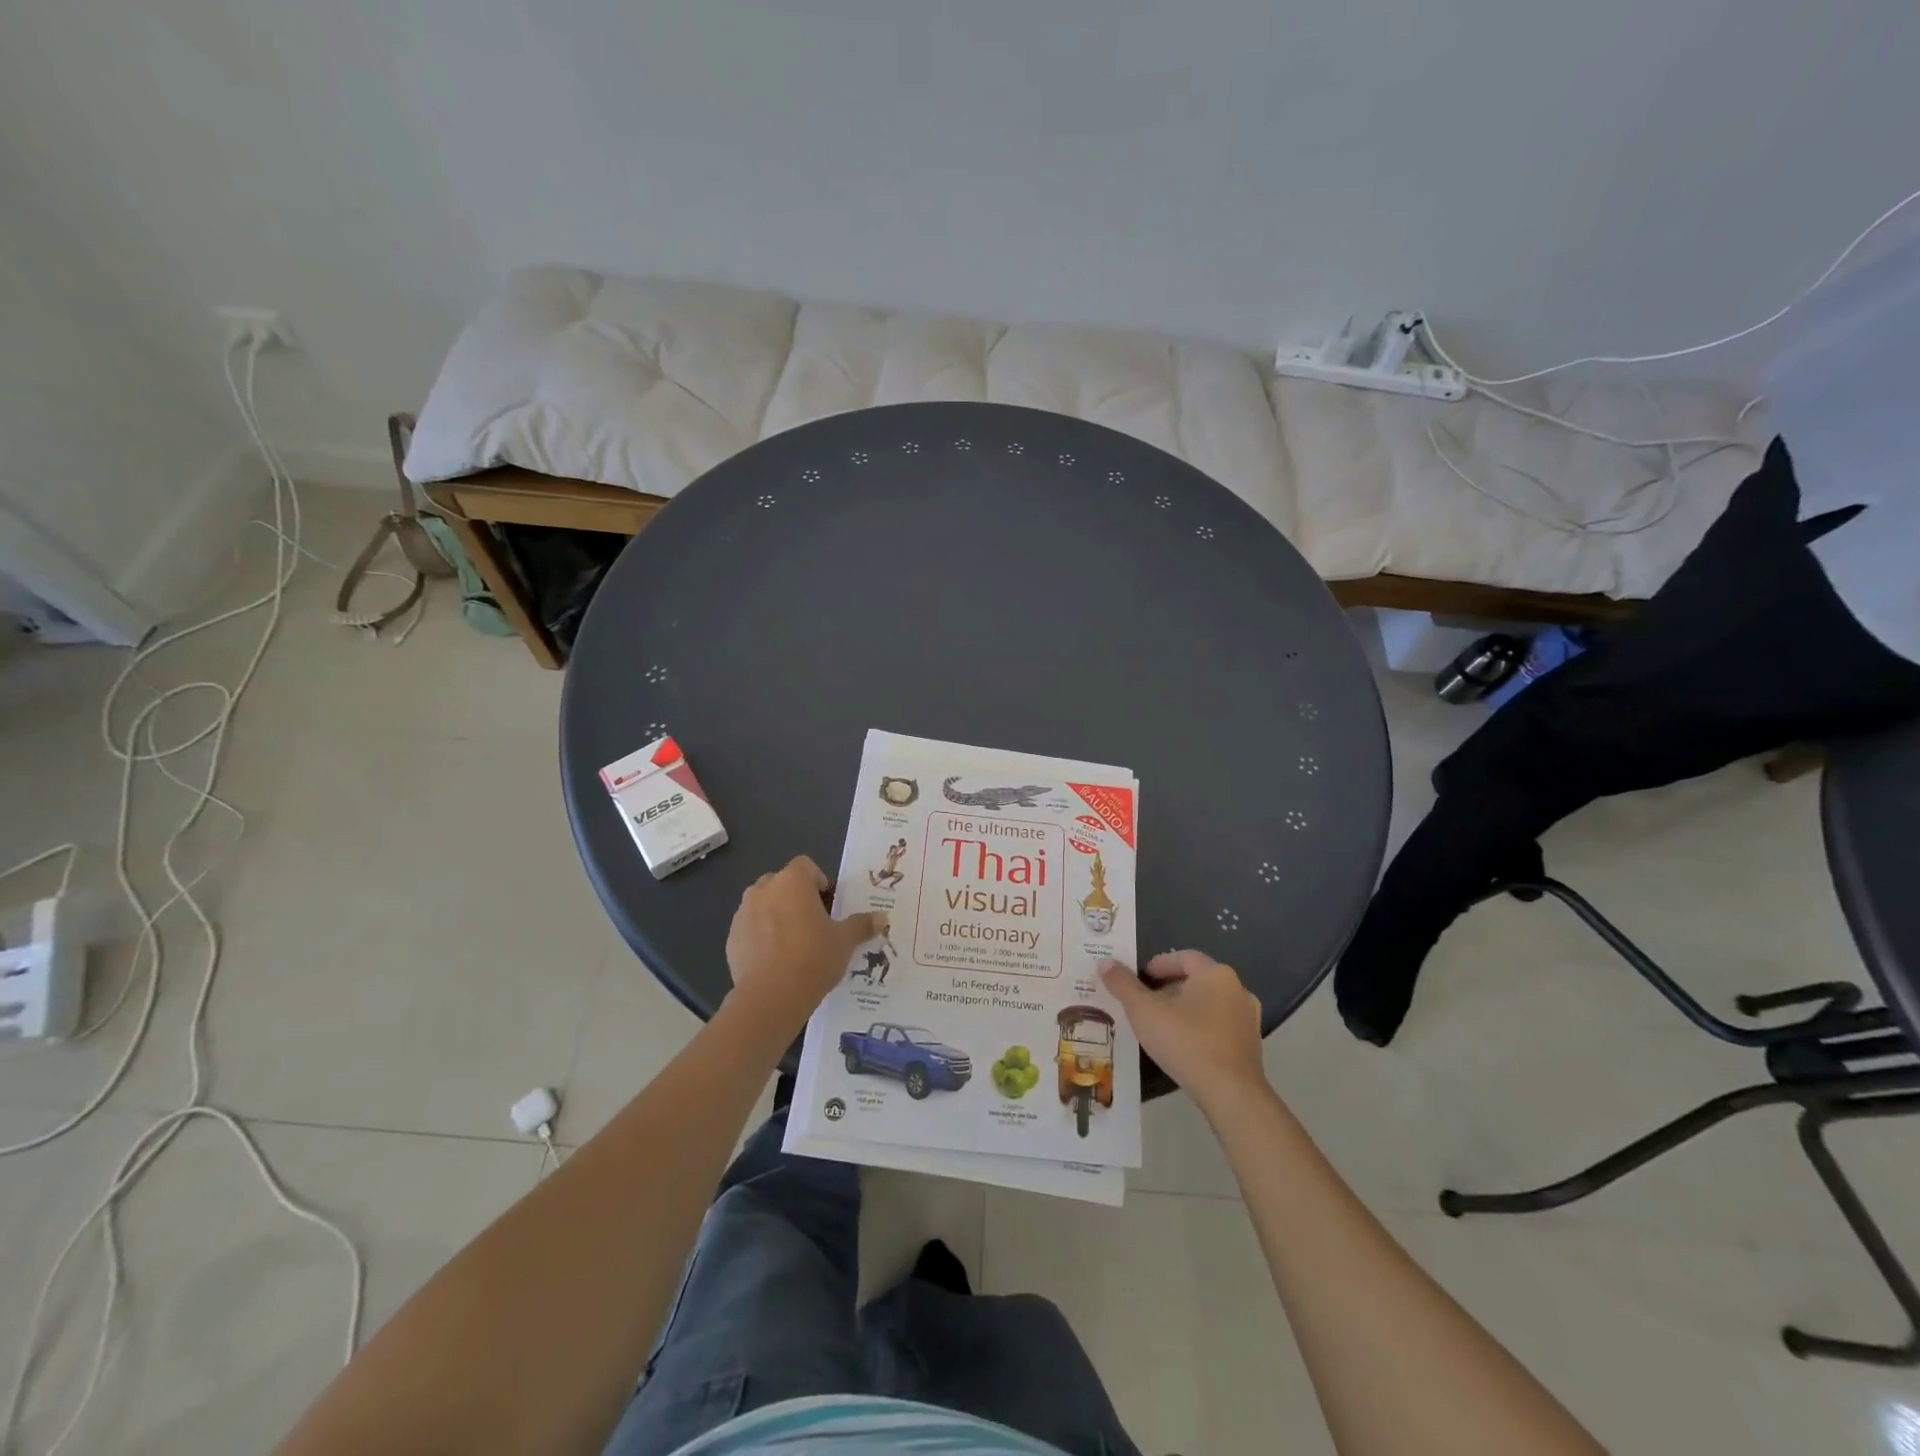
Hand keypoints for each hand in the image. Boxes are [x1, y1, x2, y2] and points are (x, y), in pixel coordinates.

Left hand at [725, 856, 881, 1039]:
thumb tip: (882, 918)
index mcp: (792, 881)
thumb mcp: (844, 942)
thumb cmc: (813, 958)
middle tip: (813, 924)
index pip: (806, 866)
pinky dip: (761, 936)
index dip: (818, 882)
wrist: (770, 997)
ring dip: (777, 915)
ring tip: (793, 944)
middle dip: (796, 898)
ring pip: (764, 904)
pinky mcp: (732, 938)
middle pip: (782, 883)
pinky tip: (775, 960)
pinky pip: (751, 928)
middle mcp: (764, 889)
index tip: (828, 906)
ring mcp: (743, 913)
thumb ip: (861, 925)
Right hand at [1100, 951, 1265, 1110]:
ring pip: (1210, 1002)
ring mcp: (1248, 1018)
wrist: (1231, 1094)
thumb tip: (1105, 962)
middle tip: (1146, 1002)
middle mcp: (1237, 989)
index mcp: (1215, 974)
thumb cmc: (1186, 1042)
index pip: (1183, 957)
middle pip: (1197, 979)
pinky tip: (1184, 1044)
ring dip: (1186, 1008)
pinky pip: (1220, 1025)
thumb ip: (1123, 984)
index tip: (1141, 978)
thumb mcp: (1144, 1011)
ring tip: (1162, 1024)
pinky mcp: (1251, 1045)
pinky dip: (1201, 1027)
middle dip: (1170, 987)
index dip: (1159, 964)